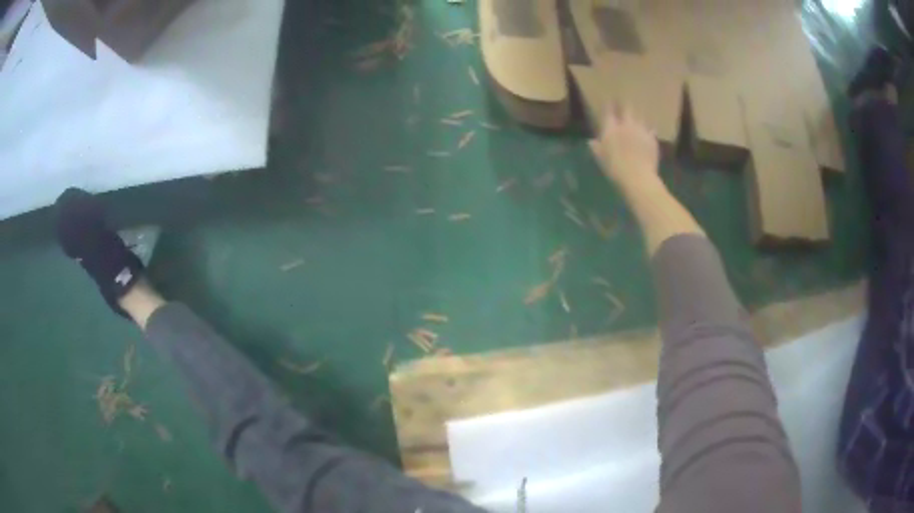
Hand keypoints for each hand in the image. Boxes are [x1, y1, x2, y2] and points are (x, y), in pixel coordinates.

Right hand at [588, 103, 661, 192]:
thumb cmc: (615, 169)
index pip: (609, 111)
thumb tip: (591, 141)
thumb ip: (597, 148)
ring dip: (638, 116)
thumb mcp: (601, 159)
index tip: (609, 100)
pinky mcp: (652, 139)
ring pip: (640, 117)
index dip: (609, 105)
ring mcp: (641, 131)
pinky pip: (651, 130)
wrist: (638, 177)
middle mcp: (627, 125)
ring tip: (637, 116)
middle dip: (625, 104)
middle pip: (627, 108)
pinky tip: (649, 132)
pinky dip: (649, 130)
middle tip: (624, 102)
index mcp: (611, 128)